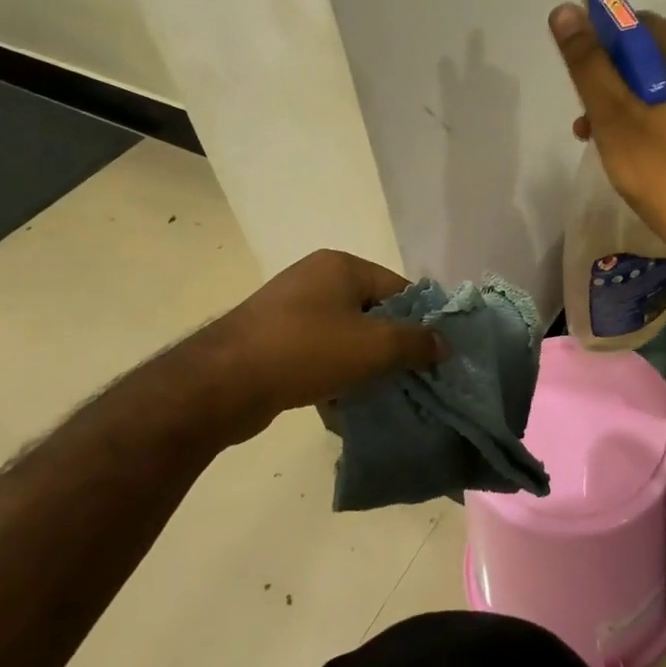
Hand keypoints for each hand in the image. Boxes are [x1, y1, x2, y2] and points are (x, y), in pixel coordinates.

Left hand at [189, 250, 445, 440]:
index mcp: (341, 265)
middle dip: (389, 346)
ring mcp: (288, 307)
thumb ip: (417, 342)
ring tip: (373, 393)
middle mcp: (314, 277)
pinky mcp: (270, 338)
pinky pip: (316, 352)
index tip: (430, 356)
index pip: (399, 288)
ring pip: (343, 335)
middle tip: (406, 377)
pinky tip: (338, 401)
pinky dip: (331, 372)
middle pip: (371, 312)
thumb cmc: (307, 351)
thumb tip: (443, 343)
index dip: (419, 321)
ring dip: (360, 364)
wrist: (222, 384)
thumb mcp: (375, 347)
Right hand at [549, 3, 665, 248]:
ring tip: (589, 131)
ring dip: (621, 101)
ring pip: (658, 90)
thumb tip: (565, 10)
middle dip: (610, 73)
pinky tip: (620, 149)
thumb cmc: (662, 169)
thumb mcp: (615, 116)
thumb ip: (589, 65)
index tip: (580, 57)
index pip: (645, 24)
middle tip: (583, 101)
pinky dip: (643, 121)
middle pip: (651, 58)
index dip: (608, 32)